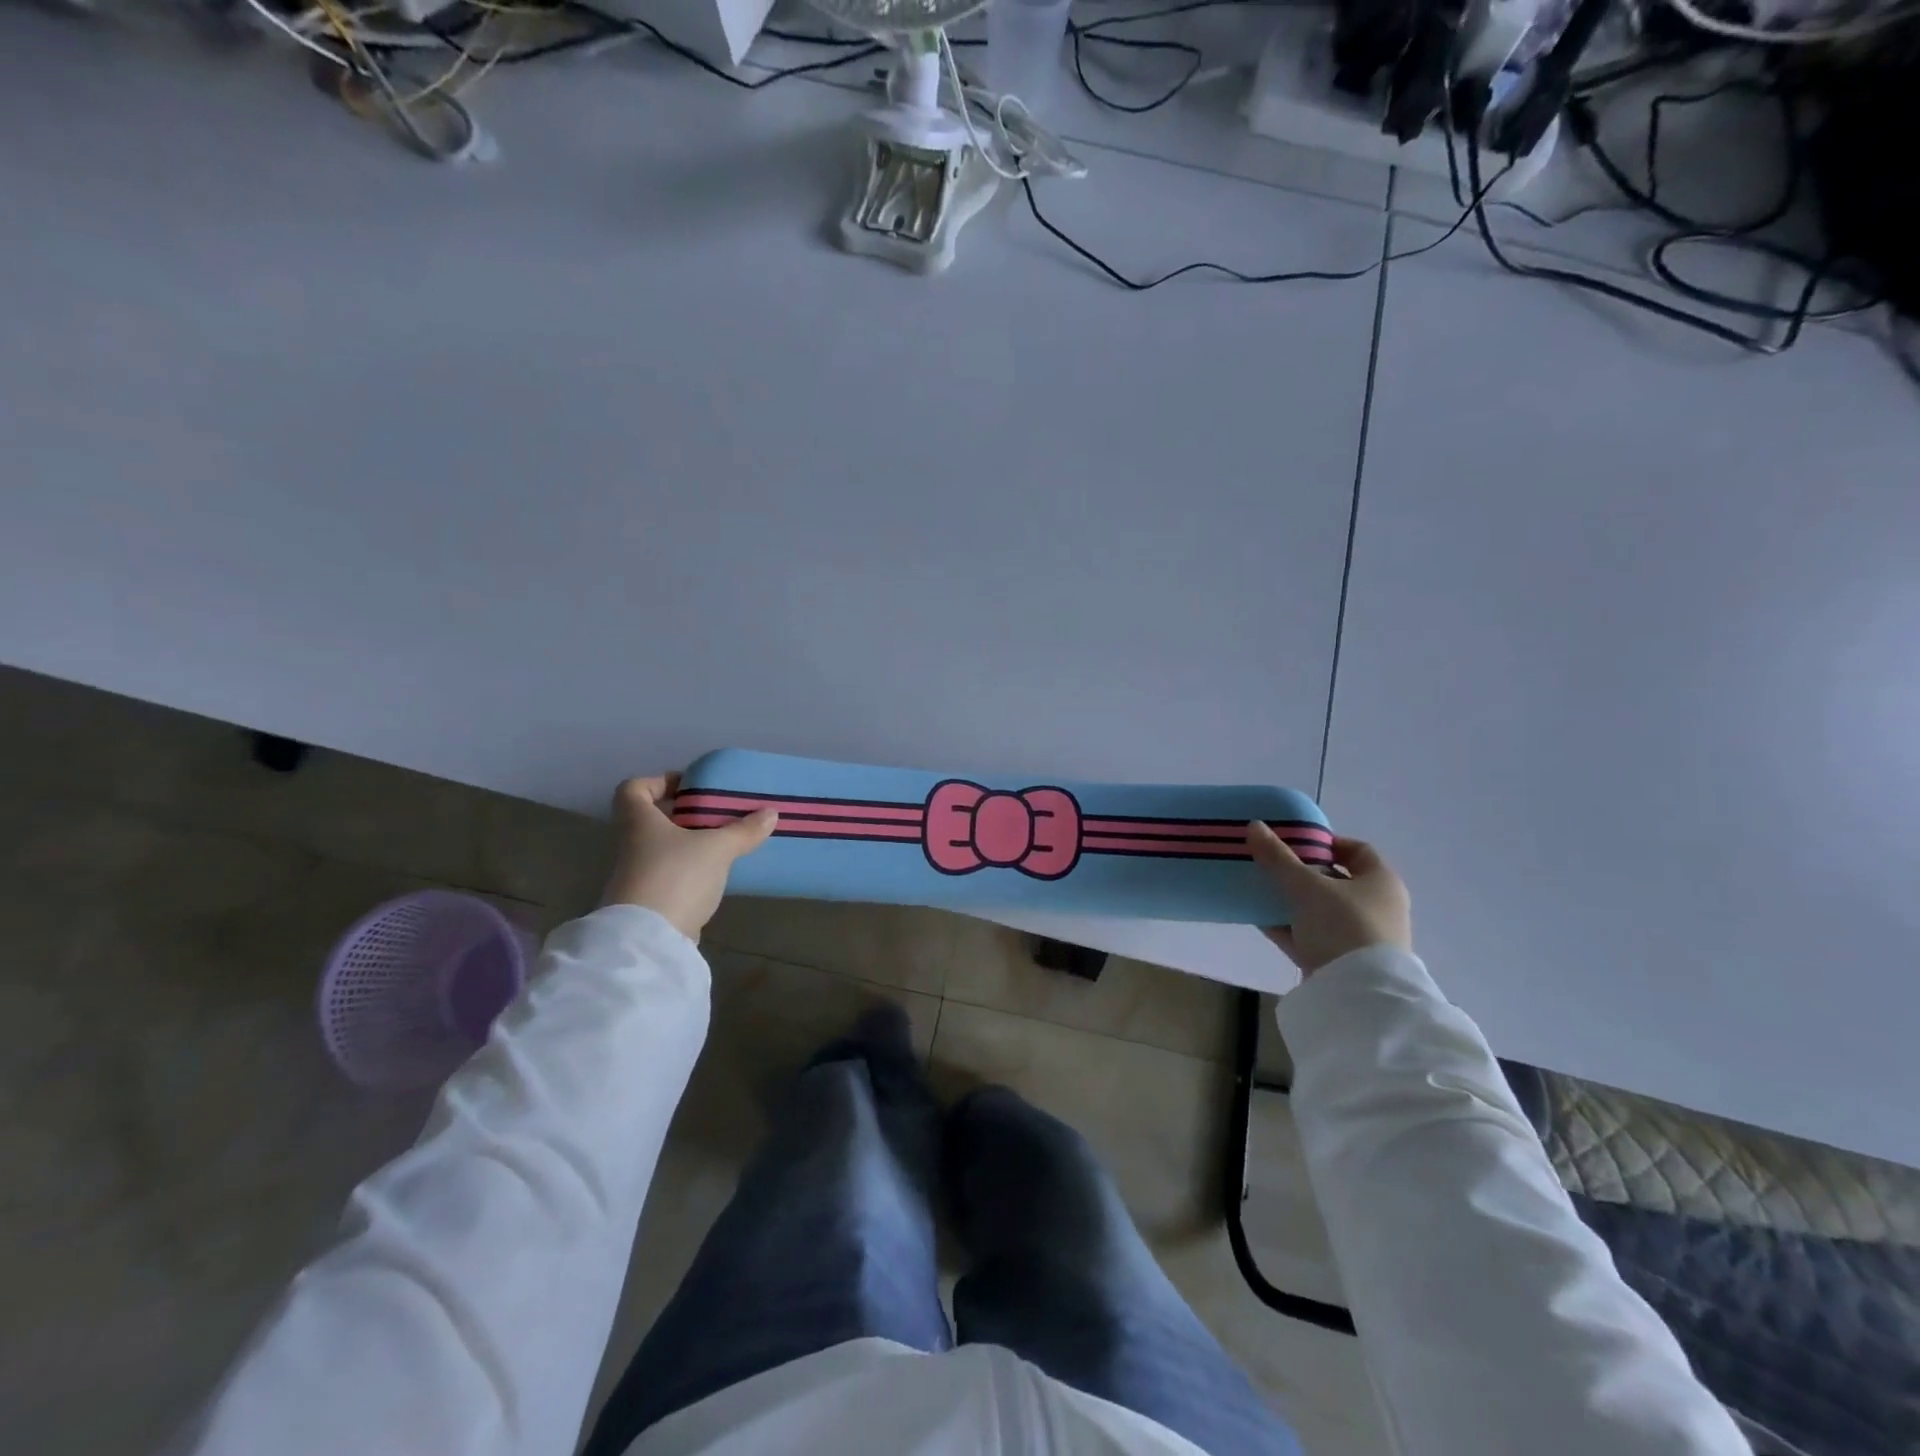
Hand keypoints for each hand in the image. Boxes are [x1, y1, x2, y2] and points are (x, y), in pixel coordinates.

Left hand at [600, 775, 777, 940]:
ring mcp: (637, 876)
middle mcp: (632, 845)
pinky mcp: (649, 902)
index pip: (633, 789)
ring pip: (662, 849)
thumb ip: (744, 830)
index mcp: (639, 822)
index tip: (689, 788)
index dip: (658, 782)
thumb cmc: (677, 876)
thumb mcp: (717, 848)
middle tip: (717, 814)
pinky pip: (670, 875)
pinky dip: (690, 872)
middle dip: (683, 815)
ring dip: (689, 844)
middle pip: (651, 820)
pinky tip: (716, 875)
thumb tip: (771, 813)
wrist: (650, 939)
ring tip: (724, 844)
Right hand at [1246, 823, 1411, 976]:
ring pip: (1320, 910)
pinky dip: (1288, 927)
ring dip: (1291, 901)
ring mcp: (1360, 937)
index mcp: (1381, 882)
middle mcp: (1377, 907)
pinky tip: (1259, 919)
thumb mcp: (1306, 886)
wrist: (1359, 995)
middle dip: (1300, 872)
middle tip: (1270, 865)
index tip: (1292, 841)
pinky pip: (1310, 936)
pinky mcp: (1341, 962)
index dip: (1325, 842)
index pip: (1356, 850)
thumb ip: (1278, 857)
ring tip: (1259, 890)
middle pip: (1335, 880)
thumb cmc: (1343, 926)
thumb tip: (1254, 825)